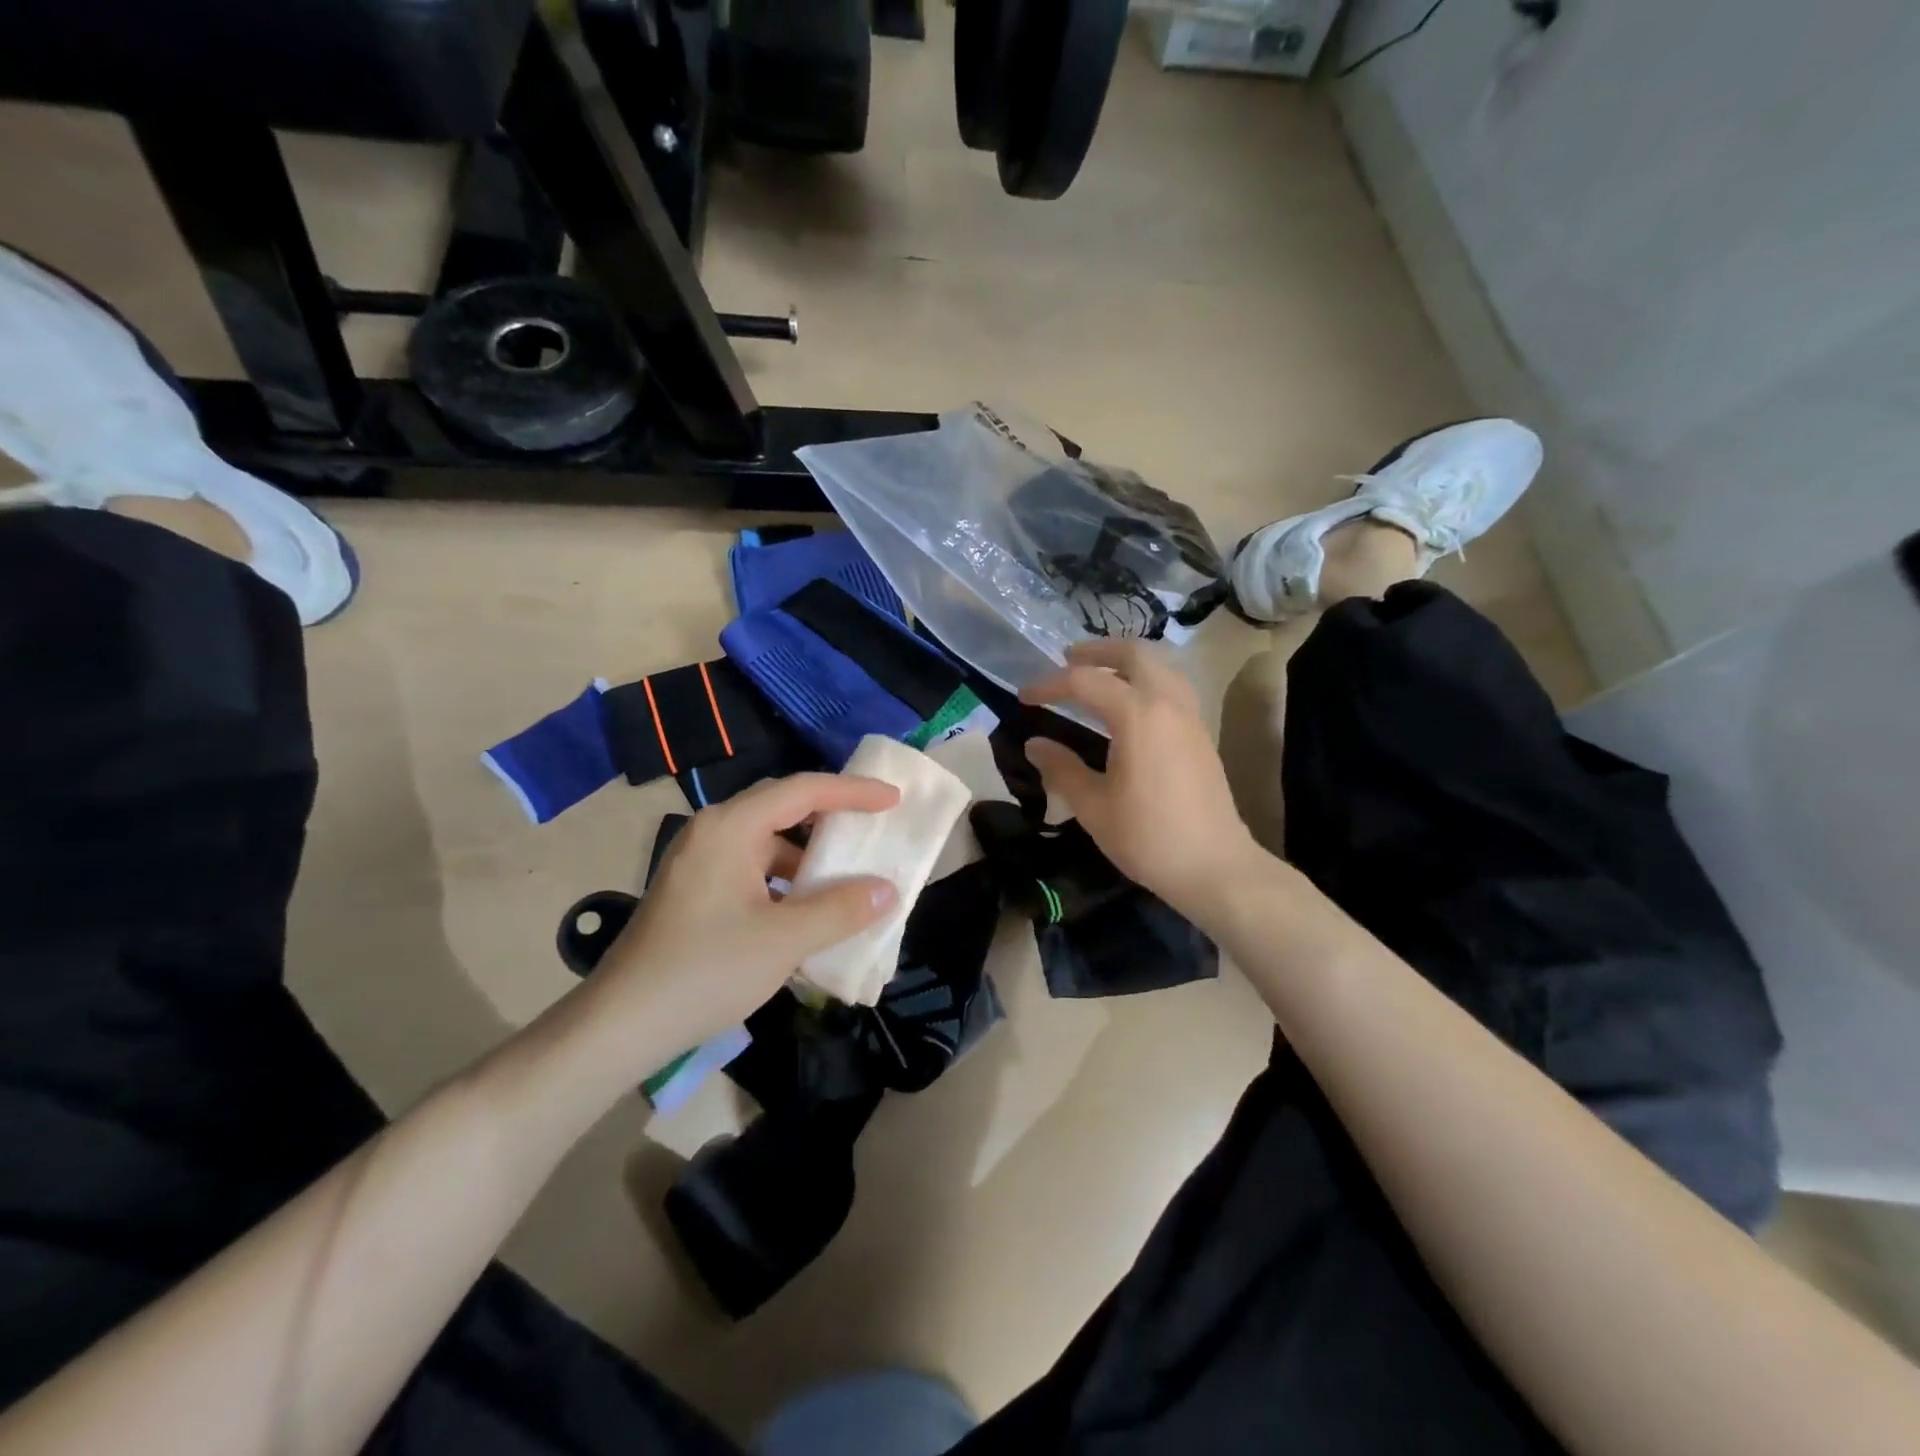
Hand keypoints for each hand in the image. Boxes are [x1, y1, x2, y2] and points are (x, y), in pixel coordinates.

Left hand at [592, 774, 900, 1049]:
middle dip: (831, 817)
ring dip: (808, 855)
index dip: (852, 791)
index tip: (892, 800)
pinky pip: (752, 868)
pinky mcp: (695, 890)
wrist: (620, 1024)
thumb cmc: (705, 970)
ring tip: (847, 876)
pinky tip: (806, 909)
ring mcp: (700, 861)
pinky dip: (785, 879)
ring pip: (767, 841)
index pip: (802, 790)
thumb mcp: (784, 940)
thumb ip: (841, 909)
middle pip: (783, 807)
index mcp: (731, 827)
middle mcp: (713, 831)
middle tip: (873, 828)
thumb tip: (887, 889)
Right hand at [1021, 641, 1259, 916]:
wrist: (1214, 866)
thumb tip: (1035, 744)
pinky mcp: (1201, 732)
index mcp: (1137, 714)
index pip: (1085, 682)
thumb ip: (1061, 769)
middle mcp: (1167, 702)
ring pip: (1159, 665)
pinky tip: (1131, 704)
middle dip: (1096, 651)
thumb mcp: (1093, 806)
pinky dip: (1146, 678)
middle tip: (1067, 660)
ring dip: (1126, 660)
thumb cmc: (1148, 837)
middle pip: (1133, 653)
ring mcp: (1190, 715)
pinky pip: (1172, 685)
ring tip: (1098, 675)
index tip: (1024, 698)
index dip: (1049, 685)